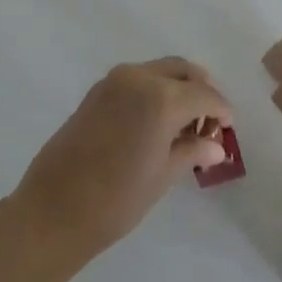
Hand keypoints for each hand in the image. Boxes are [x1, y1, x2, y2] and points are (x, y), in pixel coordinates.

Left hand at [13, 58, 232, 259]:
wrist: (53, 210)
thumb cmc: (116, 199)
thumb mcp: (163, 175)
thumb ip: (192, 151)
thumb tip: (217, 146)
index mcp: (162, 98)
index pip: (205, 95)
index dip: (221, 110)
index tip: (228, 128)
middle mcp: (139, 78)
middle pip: (183, 71)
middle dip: (200, 91)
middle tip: (207, 122)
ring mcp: (114, 81)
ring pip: (159, 71)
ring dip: (177, 88)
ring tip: (182, 125)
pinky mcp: (97, 91)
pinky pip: (137, 80)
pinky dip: (154, 91)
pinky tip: (156, 121)